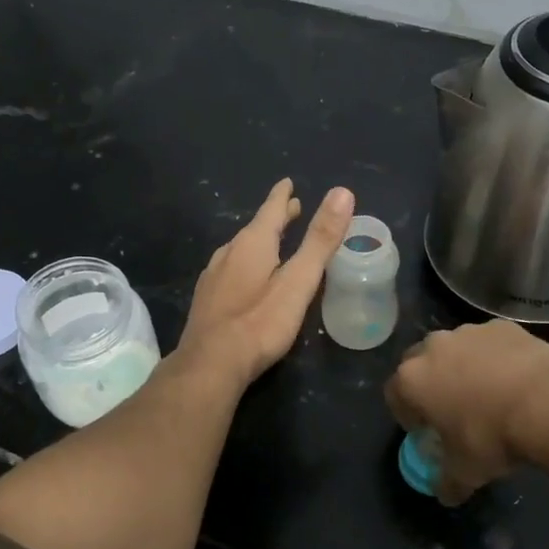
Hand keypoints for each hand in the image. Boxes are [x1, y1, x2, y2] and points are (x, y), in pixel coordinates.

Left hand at [178, 179, 355, 388]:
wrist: (209, 365)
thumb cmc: (260, 322)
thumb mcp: (299, 281)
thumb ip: (320, 240)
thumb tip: (342, 192)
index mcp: (252, 244)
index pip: (271, 210)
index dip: (282, 196)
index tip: (288, 182)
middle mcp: (228, 253)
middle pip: (255, 228)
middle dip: (274, 219)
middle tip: (290, 209)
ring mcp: (213, 277)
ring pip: (240, 249)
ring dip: (259, 241)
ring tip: (272, 242)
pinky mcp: (206, 300)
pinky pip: (230, 269)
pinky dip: (245, 263)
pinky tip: (246, 278)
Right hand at [384, 320, 548, 504]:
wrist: (548, 404)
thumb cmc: (491, 437)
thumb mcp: (465, 472)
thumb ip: (447, 482)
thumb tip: (445, 494)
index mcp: (412, 379)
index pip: (394, 394)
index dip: (406, 415)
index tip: (425, 431)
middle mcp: (433, 347)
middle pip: (420, 364)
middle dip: (431, 384)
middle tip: (453, 409)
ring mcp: (468, 332)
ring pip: (456, 349)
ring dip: (463, 367)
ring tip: (489, 394)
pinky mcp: (502, 326)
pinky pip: (490, 343)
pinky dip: (496, 358)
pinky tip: (516, 380)